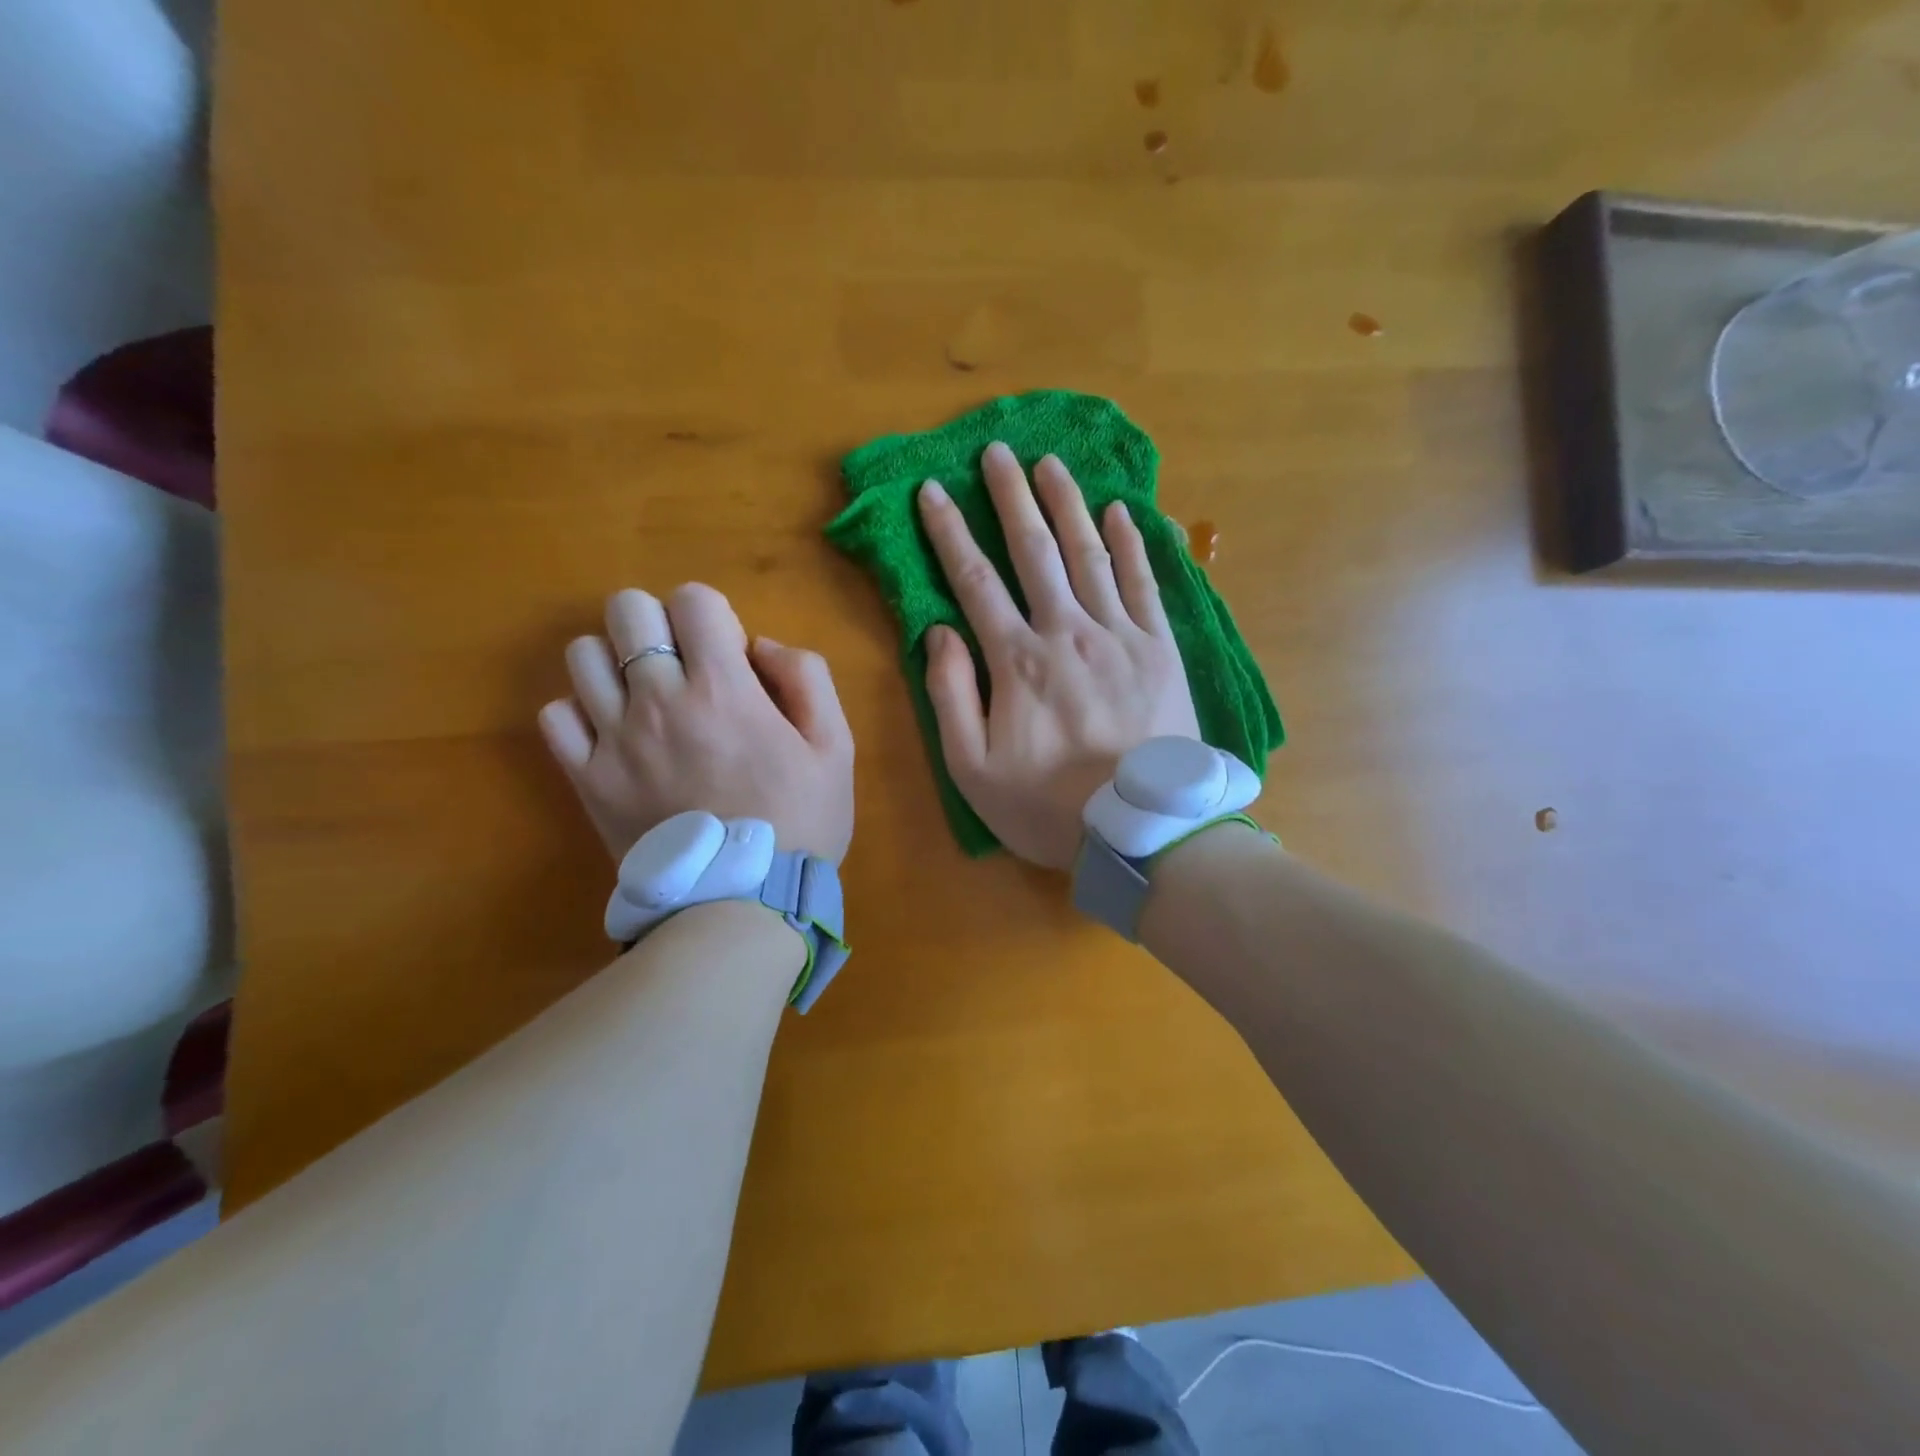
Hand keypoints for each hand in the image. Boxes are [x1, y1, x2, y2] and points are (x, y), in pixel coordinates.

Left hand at [538, 584, 853, 864]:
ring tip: (645, 696)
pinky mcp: (586, 779)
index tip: (728, 653)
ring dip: (616, 661)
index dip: (713, 614)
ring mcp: (614, 739)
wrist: (743, 902)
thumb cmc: (800, 822)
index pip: (693, 599)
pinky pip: (556, 716)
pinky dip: (580, 713)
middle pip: (627, 610)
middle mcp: (659, 700)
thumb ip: (807, 678)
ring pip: (582, 655)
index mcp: (723, 688)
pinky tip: (613, 733)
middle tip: (683, 664)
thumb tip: (759, 645)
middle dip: (659, 623)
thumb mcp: (836, 746)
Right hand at [919, 442, 1199, 869]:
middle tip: (997, 452)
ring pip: (1089, 554)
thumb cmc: (1048, 806)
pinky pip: (1145, 583)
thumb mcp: (972, 769)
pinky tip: (1122, 510)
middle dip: (1011, 497)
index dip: (950, 533)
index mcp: (1017, 660)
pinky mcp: (1161, 649)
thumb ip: (950, 696)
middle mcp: (1067, 631)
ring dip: (1067, 505)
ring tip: (1051, 463)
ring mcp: (1120, 636)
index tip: (933, 491)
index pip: (975, 581)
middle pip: (1035, 551)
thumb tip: (940, 631)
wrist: (1141, 831)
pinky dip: (1132, 544)